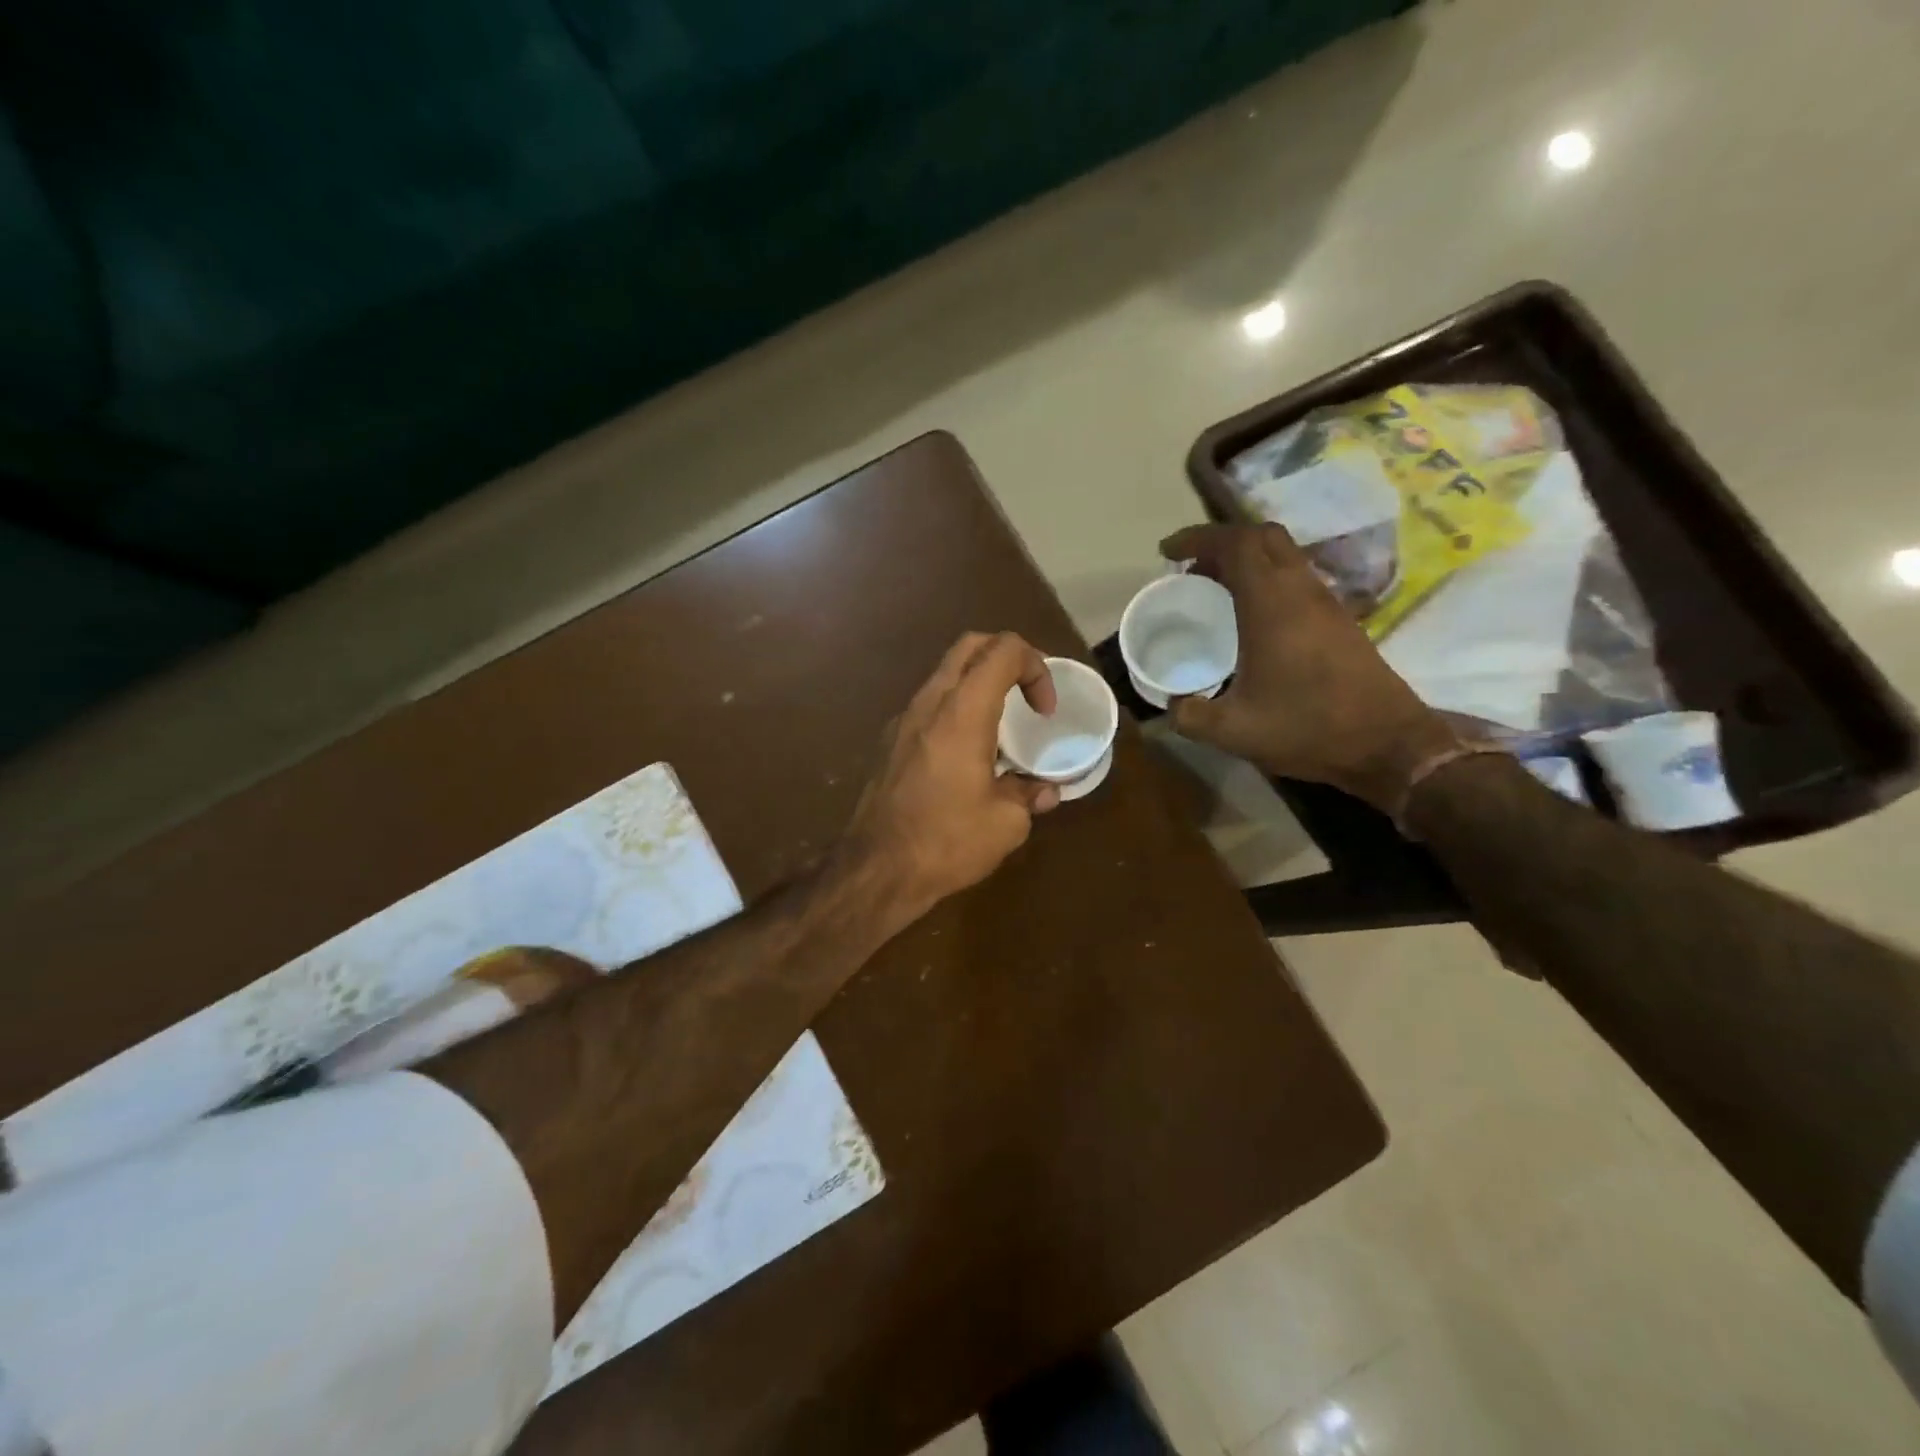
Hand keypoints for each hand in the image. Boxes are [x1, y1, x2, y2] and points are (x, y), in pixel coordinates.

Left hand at [845, 631, 1062, 918]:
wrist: (876, 870)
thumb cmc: (946, 841)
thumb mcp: (1005, 823)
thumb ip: (1029, 795)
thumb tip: (1045, 791)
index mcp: (962, 712)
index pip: (1003, 650)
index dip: (1035, 667)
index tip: (1045, 712)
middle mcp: (929, 703)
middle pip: (970, 646)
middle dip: (1007, 658)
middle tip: (1028, 694)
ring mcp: (903, 720)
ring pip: (945, 674)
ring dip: (978, 683)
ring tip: (1001, 725)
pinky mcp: (889, 742)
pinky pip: (929, 704)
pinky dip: (956, 708)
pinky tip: (967, 753)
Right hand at [1159, 523, 1459, 811]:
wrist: (1387, 744)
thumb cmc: (1308, 728)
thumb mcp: (1233, 731)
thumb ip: (1190, 716)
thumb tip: (1171, 705)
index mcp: (1272, 605)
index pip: (1235, 543)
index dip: (1197, 537)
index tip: (1167, 552)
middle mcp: (1301, 591)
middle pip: (1262, 537)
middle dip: (1222, 543)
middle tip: (1192, 570)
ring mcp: (1326, 603)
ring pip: (1284, 556)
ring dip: (1247, 561)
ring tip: (1215, 592)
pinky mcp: (1340, 620)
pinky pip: (1297, 578)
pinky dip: (1267, 580)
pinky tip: (1251, 618)